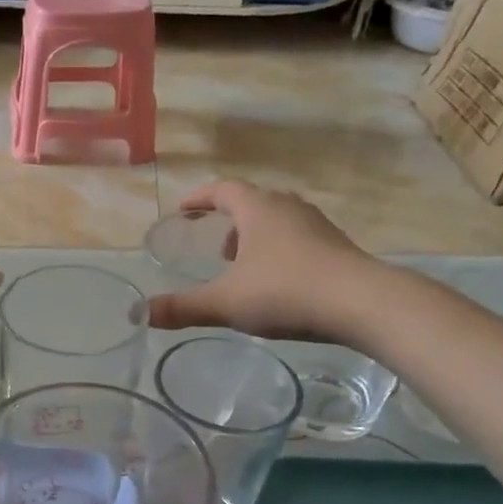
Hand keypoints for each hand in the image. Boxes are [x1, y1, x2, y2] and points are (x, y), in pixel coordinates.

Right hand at [147, 181, 386, 343]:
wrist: (362, 304)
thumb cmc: (285, 291)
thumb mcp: (225, 303)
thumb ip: (182, 307)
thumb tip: (140, 313)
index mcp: (258, 209)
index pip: (223, 190)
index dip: (200, 199)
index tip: (183, 210)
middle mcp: (288, 208)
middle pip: (253, 203)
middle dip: (229, 222)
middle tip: (215, 247)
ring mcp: (318, 226)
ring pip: (278, 221)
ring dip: (256, 238)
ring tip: (244, 268)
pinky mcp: (338, 248)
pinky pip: (299, 240)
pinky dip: (280, 252)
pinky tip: (278, 284)